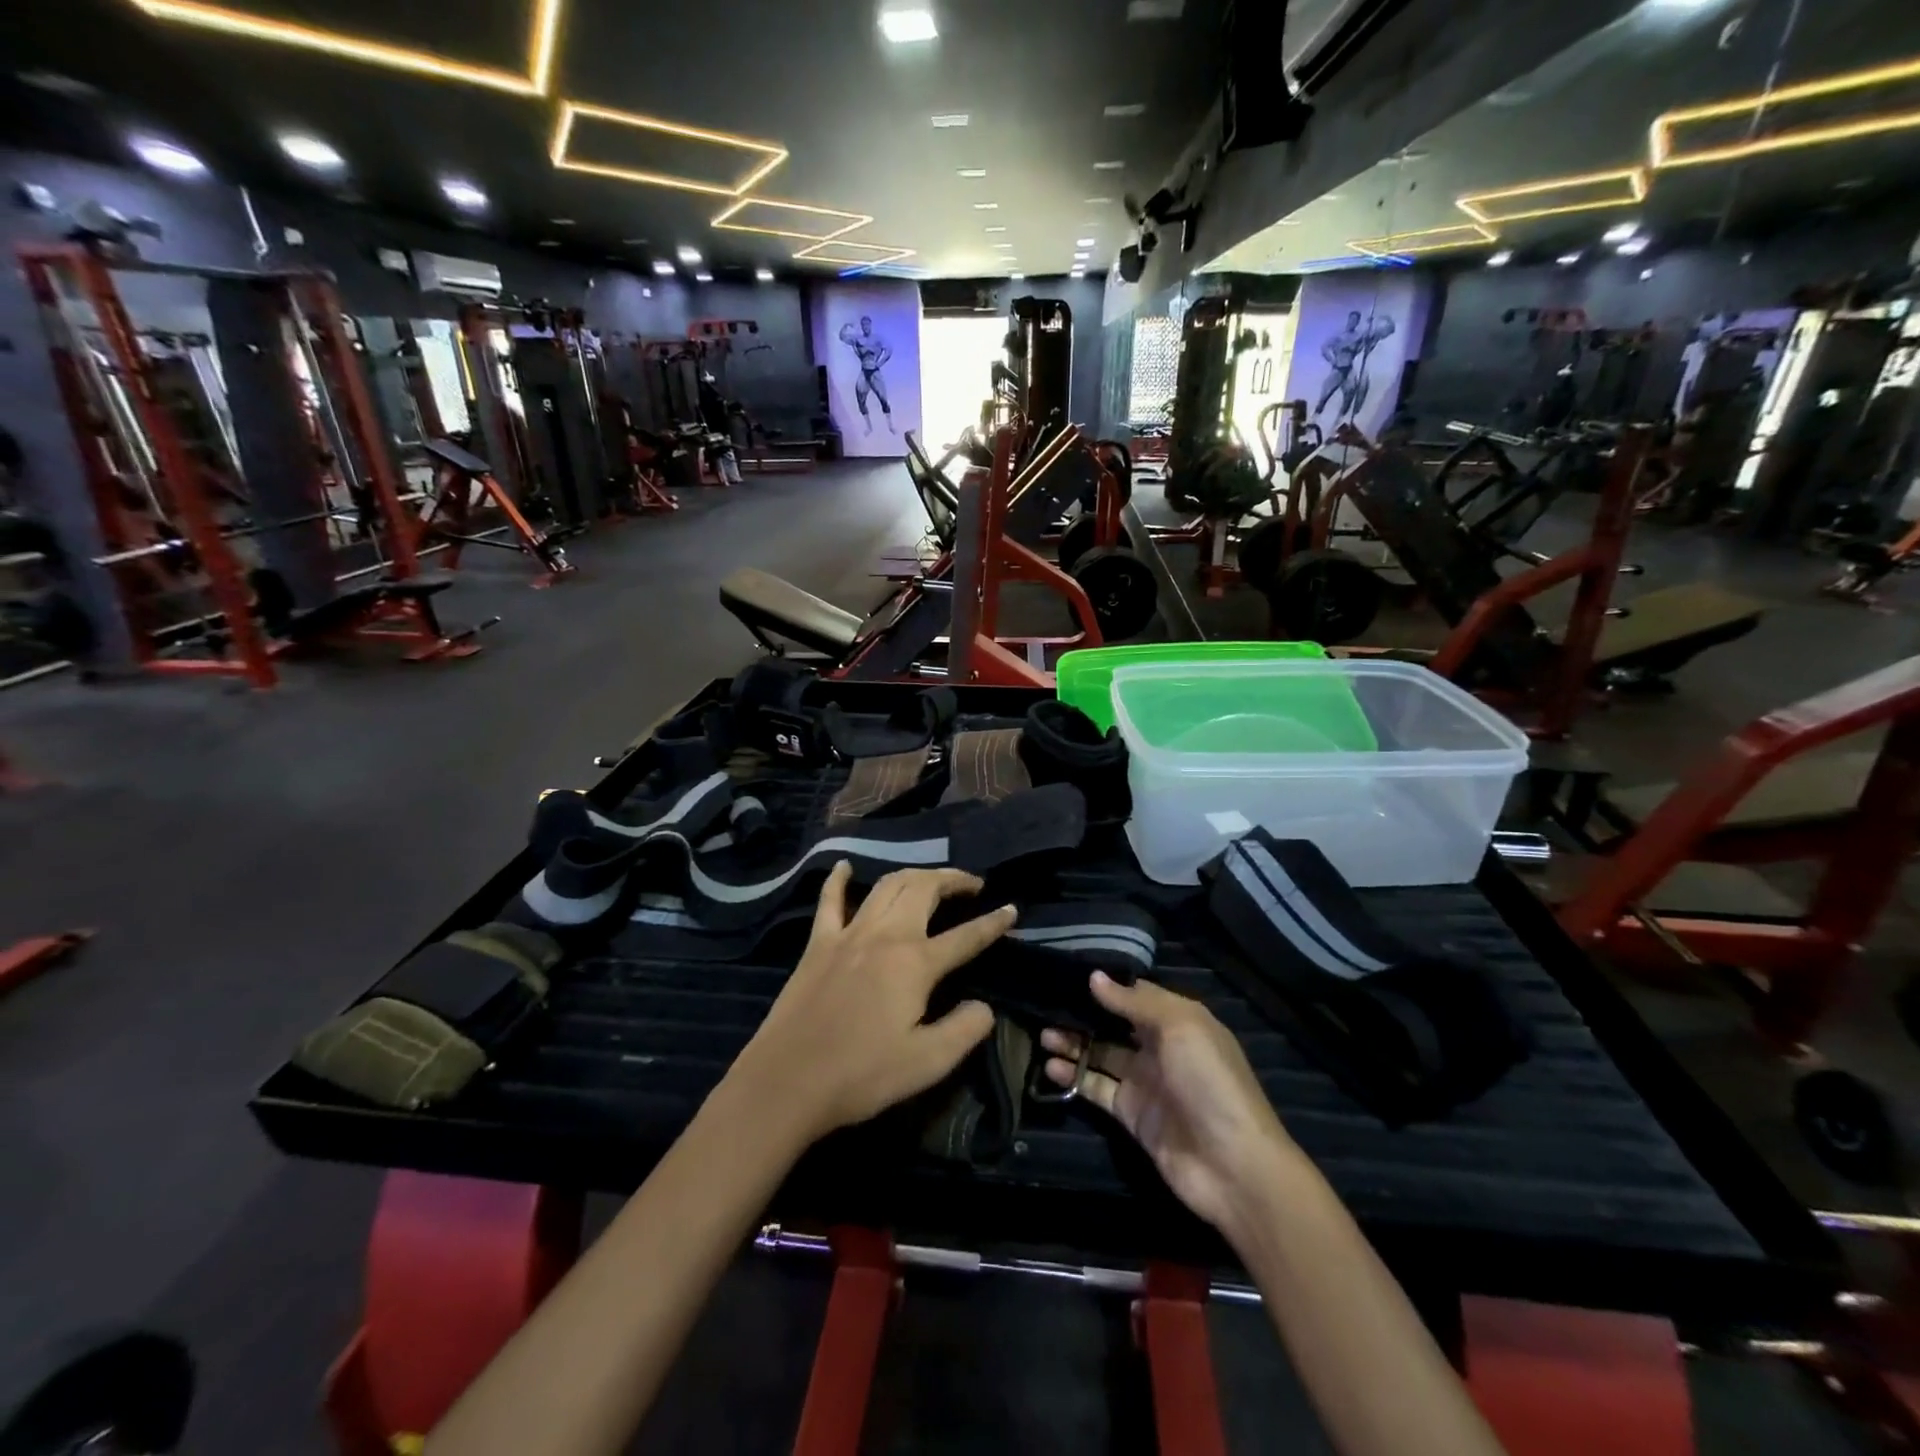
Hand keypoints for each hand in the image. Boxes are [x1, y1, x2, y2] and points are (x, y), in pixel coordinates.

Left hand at [731, 863, 1015, 1143]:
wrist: (786, 1082)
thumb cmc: (862, 1075)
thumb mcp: (928, 1063)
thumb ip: (965, 1029)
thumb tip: (984, 1006)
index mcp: (915, 963)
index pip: (966, 936)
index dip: (993, 922)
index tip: (1012, 909)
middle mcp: (885, 936)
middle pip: (924, 890)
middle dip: (952, 880)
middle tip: (971, 884)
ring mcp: (848, 934)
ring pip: (886, 886)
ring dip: (913, 875)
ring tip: (931, 880)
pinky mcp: (817, 944)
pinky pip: (829, 901)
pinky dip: (839, 880)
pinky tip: (845, 866)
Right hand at [1042, 973, 1301, 1241]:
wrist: (1234, 1167)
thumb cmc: (1210, 1082)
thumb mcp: (1180, 1027)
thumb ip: (1134, 1002)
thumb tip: (1094, 977)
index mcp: (1179, 1020)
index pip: (1136, 993)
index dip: (1106, 984)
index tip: (1069, 972)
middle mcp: (1160, 1047)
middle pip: (1114, 1023)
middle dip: (1083, 1014)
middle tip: (1045, 1006)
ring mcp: (1145, 1081)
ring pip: (1101, 1054)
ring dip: (1073, 1043)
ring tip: (1042, 1035)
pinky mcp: (1131, 1114)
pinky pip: (1097, 1087)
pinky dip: (1074, 1076)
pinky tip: (1051, 1067)